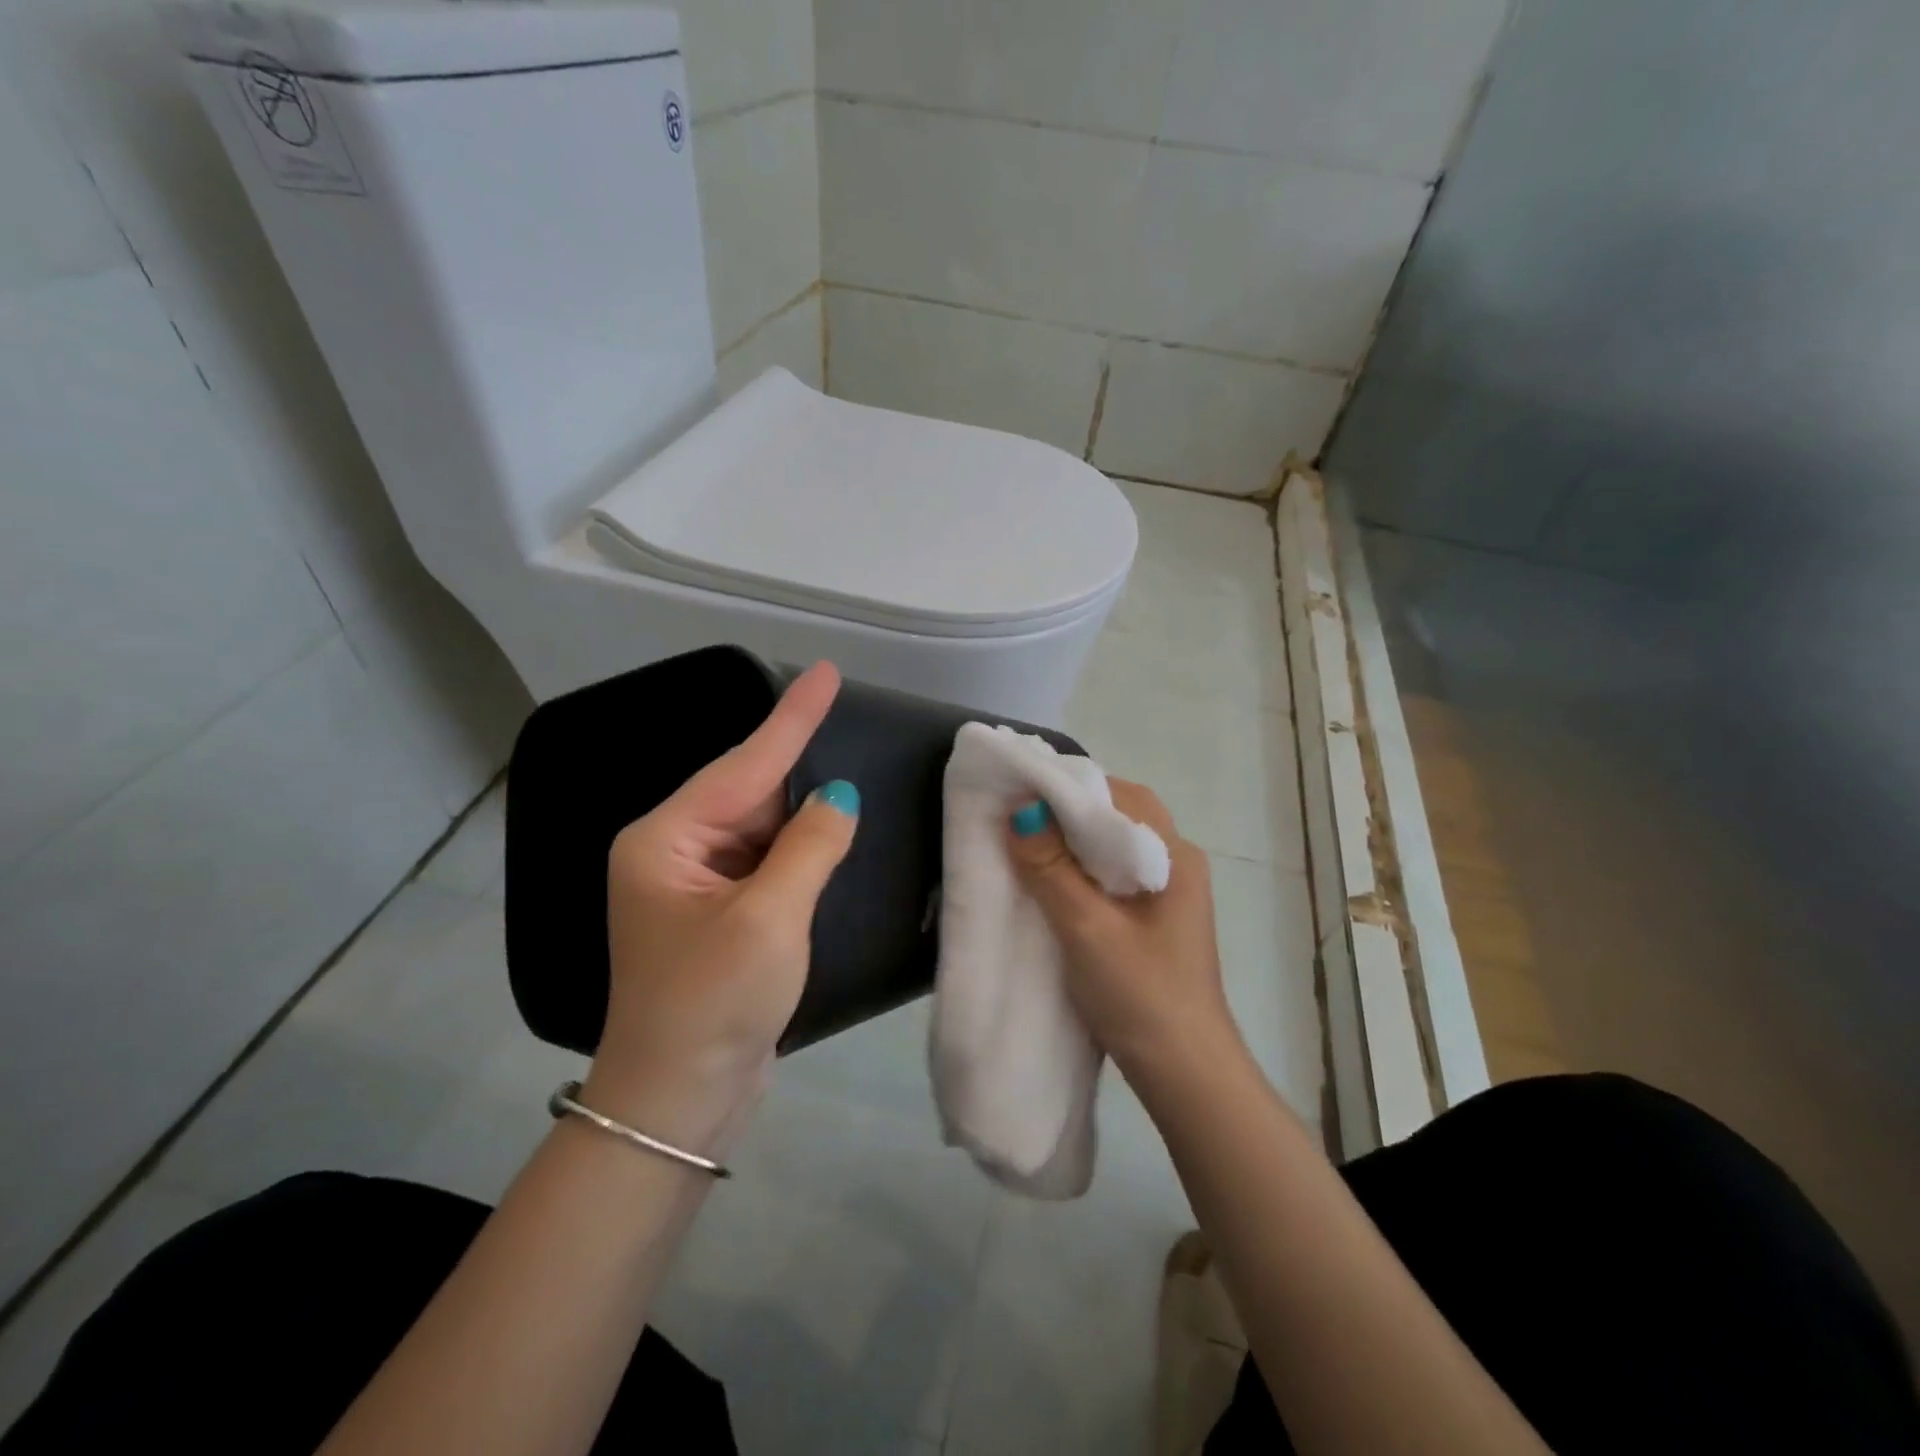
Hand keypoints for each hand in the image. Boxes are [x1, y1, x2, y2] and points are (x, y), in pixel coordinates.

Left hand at [583, 662, 859, 1147]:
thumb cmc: (714, 1004)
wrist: (678, 1102)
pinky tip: (832, 834)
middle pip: (749, 792)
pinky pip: (766, 861)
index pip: (743, 764)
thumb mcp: (769, 919)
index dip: (792, 717)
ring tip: (849, 780)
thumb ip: (809, 846)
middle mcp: (674, 852)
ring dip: (803, 813)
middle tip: (848, 724)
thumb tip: (839, 797)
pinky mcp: (721, 913)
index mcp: (666, 841)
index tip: (826, 671)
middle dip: (799, 766)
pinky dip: (800, 850)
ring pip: (762, 827)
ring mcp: (696, 885)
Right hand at [1006, 779, 1239, 1083]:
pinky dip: (1079, 868)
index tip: (1020, 788)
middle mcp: (1175, 863)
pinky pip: (1111, 875)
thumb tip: (1020, 810)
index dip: (1068, 787)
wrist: (1185, 1074)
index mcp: (1174, 855)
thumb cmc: (1141, 995)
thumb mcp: (1087, 928)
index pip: (1119, 796)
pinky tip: (1048, 879)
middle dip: (1067, 810)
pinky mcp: (1152, 919)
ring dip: (1071, 841)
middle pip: (1117, 816)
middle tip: (1016, 812)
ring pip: (1112, 847)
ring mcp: (1166, 893)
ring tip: (1024, 840)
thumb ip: (1052, 868)